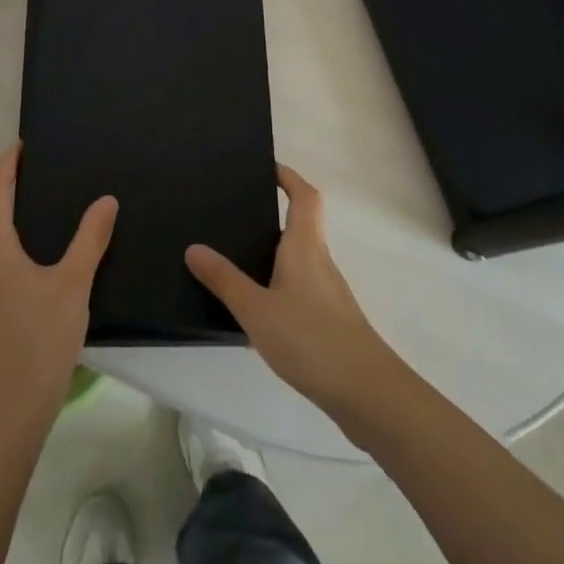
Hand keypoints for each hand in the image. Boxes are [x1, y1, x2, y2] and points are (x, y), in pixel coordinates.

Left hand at [0, 143, 116, 426]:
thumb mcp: (74, 284)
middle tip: (32, 179)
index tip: (21, 145)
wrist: (8, 408)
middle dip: (1, 191)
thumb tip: (106, 200)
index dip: (6, 164)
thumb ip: (90, 239)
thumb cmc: (41, 338)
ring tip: (31, 218)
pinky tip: (25, 266)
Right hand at [186, 165, 401, 420]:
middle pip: (300, 226)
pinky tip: (256, 311)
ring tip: (235, 262)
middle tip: (233, 216)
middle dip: (271, 217)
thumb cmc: (311, 340)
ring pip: (298, 261)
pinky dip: (278, 287)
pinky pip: (300, 290)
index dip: (289, 177)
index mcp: (305, 246)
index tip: (267, 167)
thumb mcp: (256, 309)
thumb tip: (194, 247)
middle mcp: (320, 261)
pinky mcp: (331, 322)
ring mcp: (329, 294)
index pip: (304, 196)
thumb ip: (224, 280)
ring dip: (272, 255)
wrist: (369, 395)